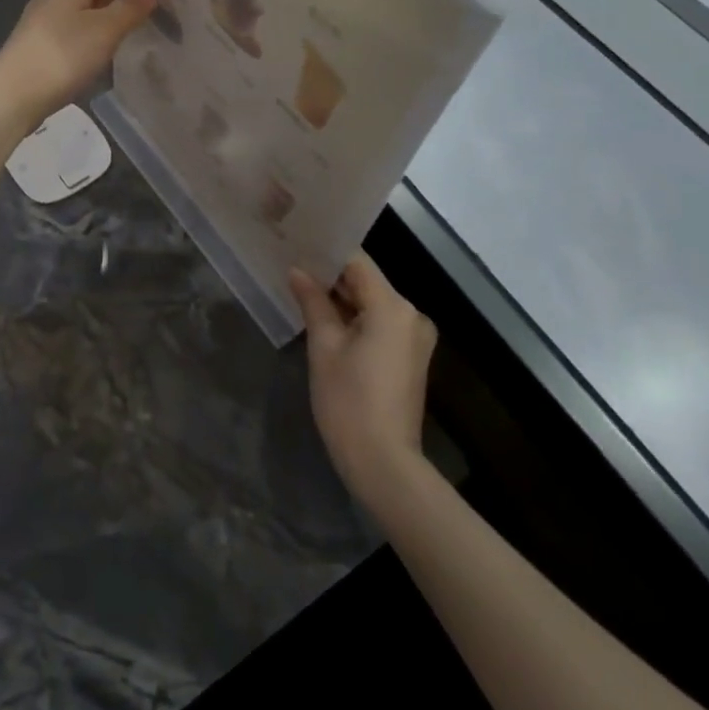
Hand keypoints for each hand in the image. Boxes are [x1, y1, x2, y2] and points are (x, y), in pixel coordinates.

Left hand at [0, 0, 156, 133]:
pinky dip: (91, 26)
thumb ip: (130, 8)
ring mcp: (43, 25)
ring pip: (78, 6)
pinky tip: (104, 38)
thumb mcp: (104, 30)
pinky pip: (72, 28)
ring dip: (102, 4)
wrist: (14, 95)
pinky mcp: (40, 49)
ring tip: (130, 8)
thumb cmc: (63, 54)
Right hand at [290, 251, 437, 505]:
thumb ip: (313, 302)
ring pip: (373, 302)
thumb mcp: (324, 346)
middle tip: (293, 267)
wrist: (384, 463)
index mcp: (392, 306)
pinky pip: (381, 322)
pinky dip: (357, 318)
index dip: (326, 252)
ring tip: (303, 289)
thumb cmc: (348, 401)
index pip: (357, 262)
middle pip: (367, 281)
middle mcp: (411, 314)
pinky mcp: (411, 356)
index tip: (297, 245)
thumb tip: (297, 271)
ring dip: (343, 298)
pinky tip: (327, 319)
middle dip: (332, 276)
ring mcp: (415, 336)